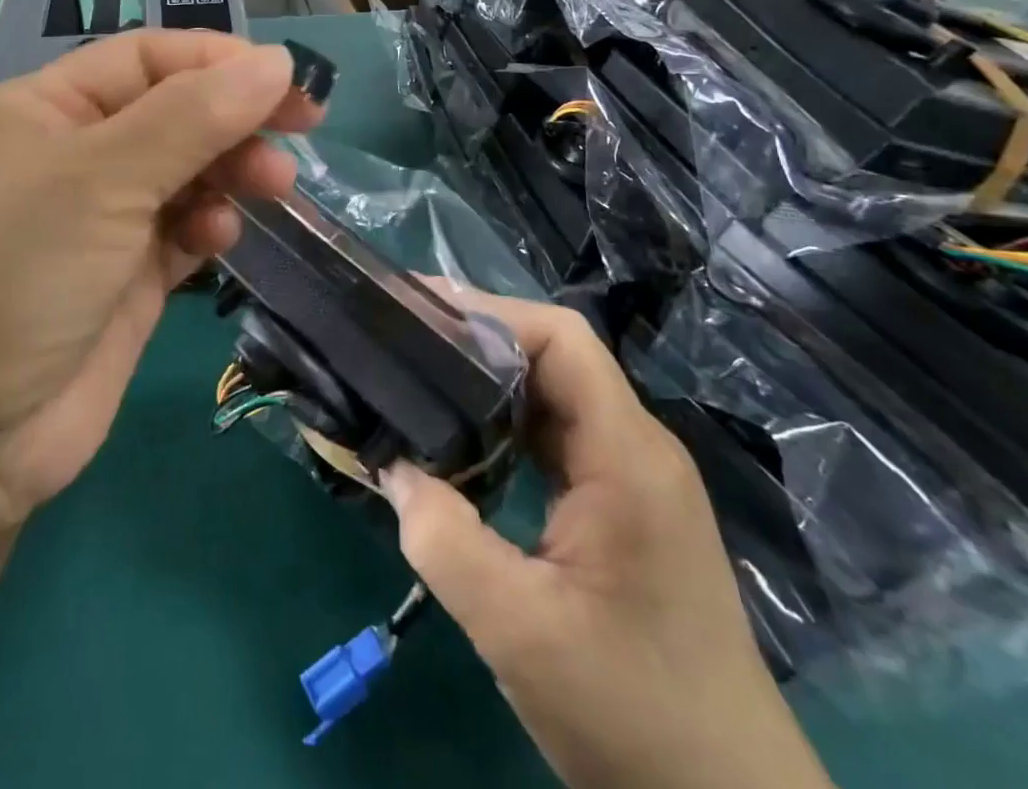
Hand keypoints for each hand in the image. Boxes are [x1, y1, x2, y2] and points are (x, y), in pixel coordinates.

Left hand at [0, 31, 322, 520]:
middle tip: (302, 129)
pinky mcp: (121, 280)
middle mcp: (69, 157)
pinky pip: (179, 230)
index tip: (288, 80)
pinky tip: (216, 238)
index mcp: (44, 109)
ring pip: (183, 172)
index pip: (147, 59)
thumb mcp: (102, 178)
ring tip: (271, 186)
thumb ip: (194, 117)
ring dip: (228, 171)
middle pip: (172, 113)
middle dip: (234, 117)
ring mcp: (96, 222)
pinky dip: (206, 225)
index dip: (219, 62)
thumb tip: (276, 61)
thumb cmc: (12, 274)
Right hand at [381, 287, 831, 788]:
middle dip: (477, 338)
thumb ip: (444, 540)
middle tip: (404, 338)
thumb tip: (392, 469)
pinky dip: (504, 426)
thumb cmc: (634, 716)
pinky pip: (556, 440)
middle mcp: (635, 448)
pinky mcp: (623, 510)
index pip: (561, 338)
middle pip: (554, 358)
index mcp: (626, 454)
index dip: (491, 311)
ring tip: (419, 377)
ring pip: (553, 397)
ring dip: (487, 382)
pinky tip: (462, 443)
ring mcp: (633, 479)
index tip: (421, 311)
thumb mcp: (520, 631)